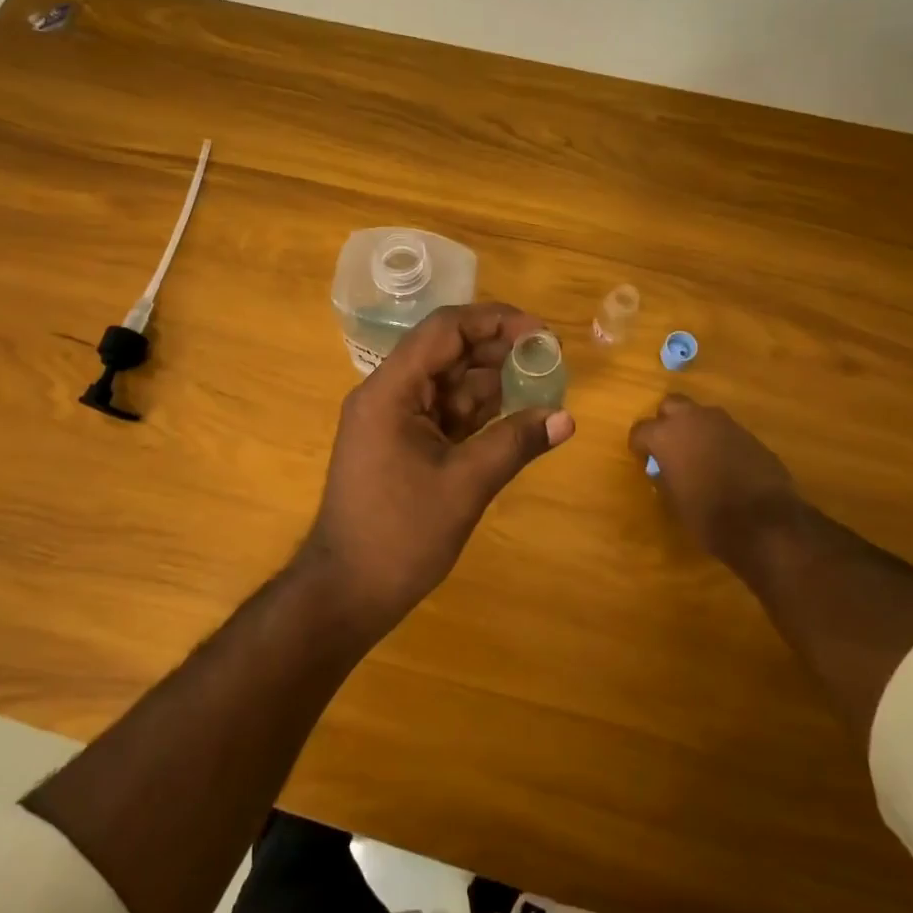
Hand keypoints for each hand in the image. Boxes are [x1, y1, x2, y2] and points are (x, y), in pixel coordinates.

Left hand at [301, 303, 574, 627]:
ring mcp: (393, 419)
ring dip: (492, 381)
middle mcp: (388, 394)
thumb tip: (566, 418)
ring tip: (541, 383)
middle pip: (447, 352)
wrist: (346, 591)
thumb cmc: (399, 536)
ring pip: (448, 382)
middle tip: (549, 359)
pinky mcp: (402, 443)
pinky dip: (478, 411)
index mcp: (390, 391)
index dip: (494, 321)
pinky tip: (514, 413)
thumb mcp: (464, 485)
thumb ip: (515, 442)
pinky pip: (444, 412)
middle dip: (498, 351)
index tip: (540, 332)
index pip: (444, 330)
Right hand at [629, 395, 805, 564]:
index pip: (640, 430)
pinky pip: (725, 431)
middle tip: (669, 446)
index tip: (644, 460)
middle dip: (667, 422)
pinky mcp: (749, 434)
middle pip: (671, 405)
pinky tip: (724, 464)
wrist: (766, 522)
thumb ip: (666, 476)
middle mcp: (693, 420)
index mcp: (666, 435)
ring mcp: (724, 423)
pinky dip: (719, 441)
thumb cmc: (709, 516)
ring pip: (701, 415)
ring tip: (698, 456)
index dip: (640, 446)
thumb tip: (664, 469)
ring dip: (695, 429)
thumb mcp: (675, 500)